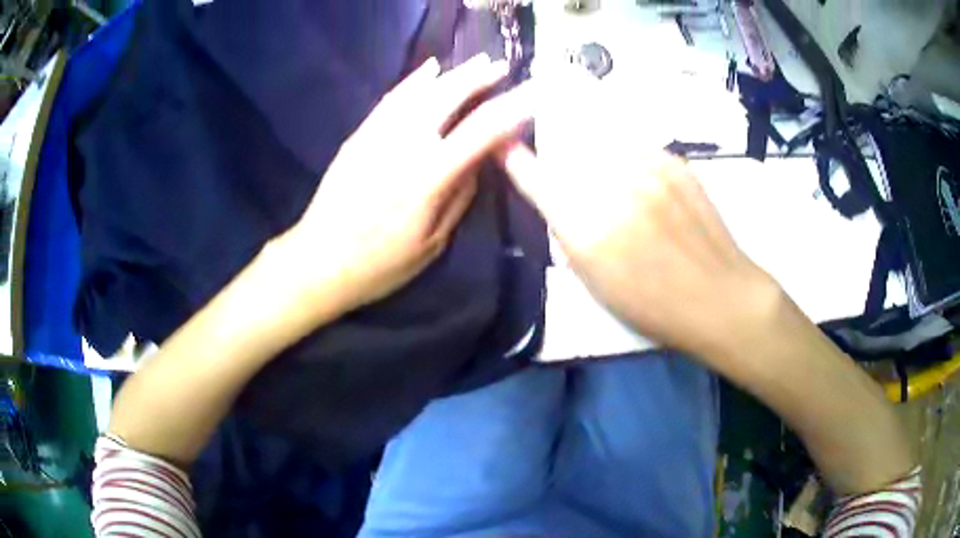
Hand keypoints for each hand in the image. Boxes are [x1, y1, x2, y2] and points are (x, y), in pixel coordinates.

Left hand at [276, 54, 531, 314]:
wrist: (319, 261)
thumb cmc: (380, 265)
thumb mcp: (432, 242)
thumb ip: (460, 196)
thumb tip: (482, 159)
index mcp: (428, 179)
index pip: (480, 132)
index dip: (510, 110)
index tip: (529, 95)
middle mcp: (403, 147)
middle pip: (447, 99)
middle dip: (479, 79)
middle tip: (502, 66)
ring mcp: (377, 137)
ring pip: (420, 93)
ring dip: (452, 74)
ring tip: (476, 62)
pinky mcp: (358, 136)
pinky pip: (390, 100)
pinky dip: (412, 81)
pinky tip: (429, 69)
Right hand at [496, 80, 779, 364]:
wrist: (718, 296)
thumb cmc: (652, 305)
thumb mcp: (594, 281)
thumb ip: (568, 232)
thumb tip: (551, 196)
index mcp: (588, 227)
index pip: (537, 177)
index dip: (517, 159)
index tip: (506, 149)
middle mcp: (615, 186)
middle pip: (568, 147)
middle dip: (558, 152)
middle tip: (564, 167)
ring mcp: (648, 168)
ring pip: (601, 138)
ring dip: (592, 148)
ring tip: (603, 169)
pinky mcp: (674, 162)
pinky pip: (634, 144)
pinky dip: (625, 154)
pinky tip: (634, 176)